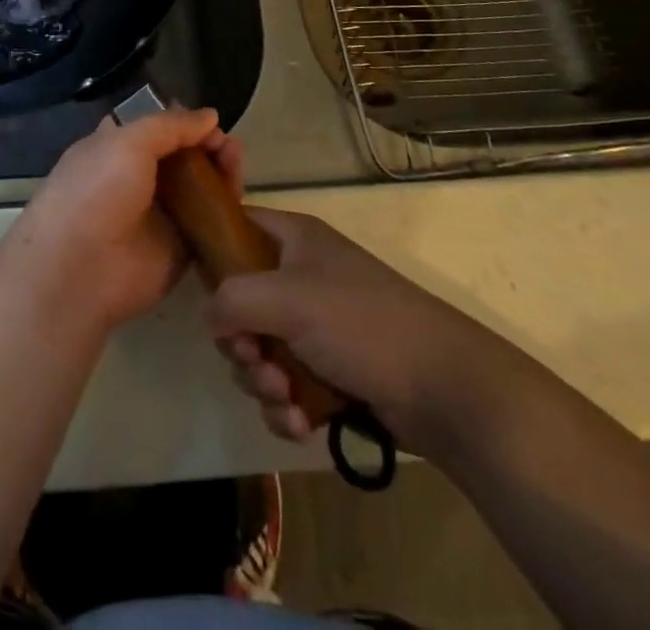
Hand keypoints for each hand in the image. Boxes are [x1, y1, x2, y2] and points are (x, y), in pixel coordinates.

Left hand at [16, 108, 243, 331]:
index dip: (182, 122)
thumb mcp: (128, 142)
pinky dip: (226, 209)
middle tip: (230, 146)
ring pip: (199, 188)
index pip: (155, 130)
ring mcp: (159, 215)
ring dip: (221, 171)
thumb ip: (170, 126)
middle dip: (207, 146)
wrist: (81, 268)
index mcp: (115, 149)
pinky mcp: (179, 248)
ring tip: (237, 160)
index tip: (209, 122)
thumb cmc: (97, 191)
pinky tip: (239, 195)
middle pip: (182, 157)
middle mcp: (137, 180)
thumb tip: (210, 116)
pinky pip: (208, 224)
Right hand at [203, 208, 502, 457]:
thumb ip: (232, 299)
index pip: (237, 226)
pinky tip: (300, 423)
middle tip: (254, 360)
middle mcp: (300, 276)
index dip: (214, 252)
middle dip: (241, 342)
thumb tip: (208, 317)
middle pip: (240, 302)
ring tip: (285, 399)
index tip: (204, 290)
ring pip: (260, 352)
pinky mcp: (330, 373)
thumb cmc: (362, 324)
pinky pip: (285, 387)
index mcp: (294, 239)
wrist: (445, 389)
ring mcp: (316, 327)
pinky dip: (285, 407)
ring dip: (262, 382)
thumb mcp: (287, 299)